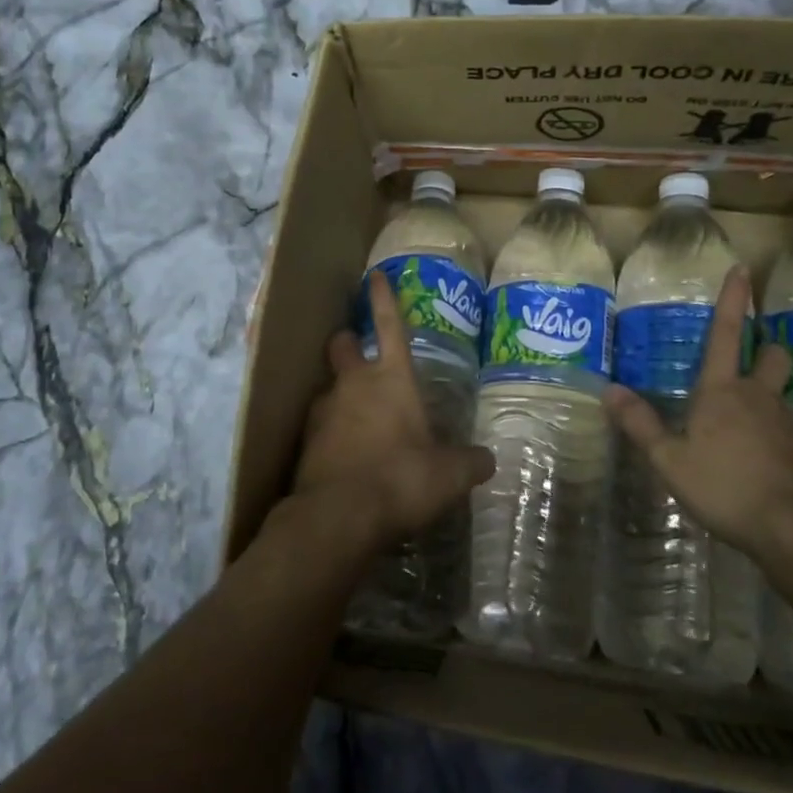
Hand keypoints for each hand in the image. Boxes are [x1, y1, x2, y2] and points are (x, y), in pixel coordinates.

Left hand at [290, 271, 495, 556]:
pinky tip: (346, 455)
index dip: (383, 298)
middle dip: (349, 341)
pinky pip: (320, 425)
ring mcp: (324, 411)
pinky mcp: (305, 441)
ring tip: (359, 419)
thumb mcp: (449, 475)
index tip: (374, 276)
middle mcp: (353, 384)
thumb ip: (470, 462)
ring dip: (342, 393)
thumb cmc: (401, 479)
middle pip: (343, 344)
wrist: (338, 516)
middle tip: (358, 351)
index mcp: (391, 379)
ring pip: (330, 386)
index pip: (390, 325)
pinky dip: (332, 432)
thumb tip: (486, 461)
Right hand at [603, 265, 792, 554]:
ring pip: (778, 392)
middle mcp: (758, 397)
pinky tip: (756, 457)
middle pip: (771, 355)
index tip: (742, 269)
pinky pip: (784, 427)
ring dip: (763, 394)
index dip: (733, 301)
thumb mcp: (670, 460)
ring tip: (740, 422)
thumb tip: (609, 390)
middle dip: (763, 348)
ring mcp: (786, 422)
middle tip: (749, 357)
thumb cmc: (724, 485)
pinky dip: (770, 431)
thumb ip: (640, 424)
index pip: (724, 334)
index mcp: (722, 391)